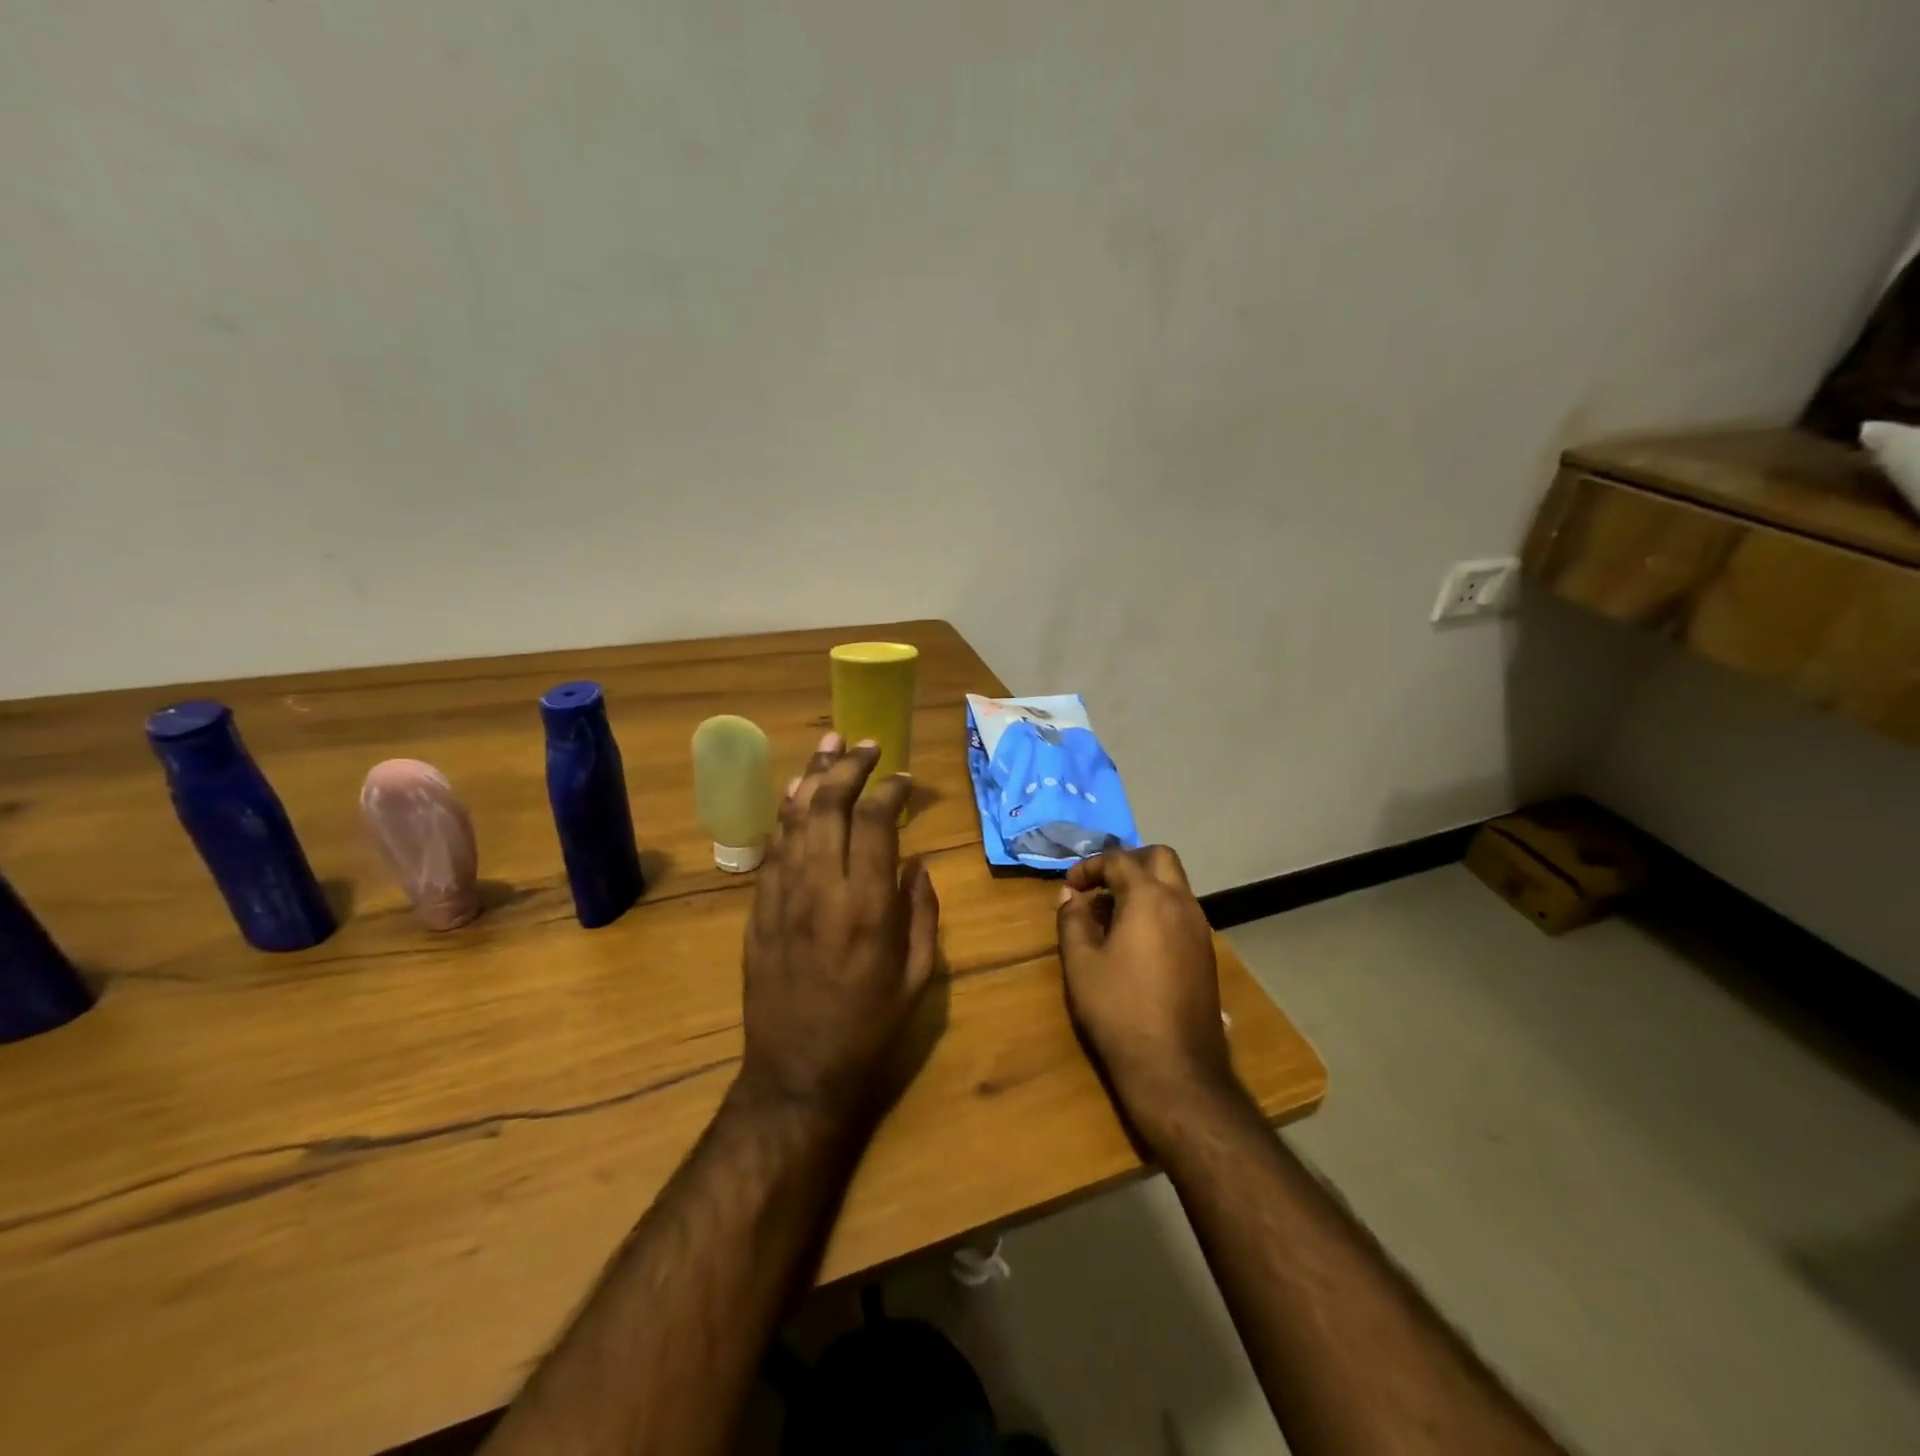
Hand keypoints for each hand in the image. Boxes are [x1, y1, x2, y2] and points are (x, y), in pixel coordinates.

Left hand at [734, 734, 940, 1134]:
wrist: (797, 1074)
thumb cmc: (870, 1030)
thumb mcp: (918, 977)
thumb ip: (921, 912)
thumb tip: (916, 863)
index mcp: (867, 906)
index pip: (875, 823)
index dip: (890, 791)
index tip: (905, 778)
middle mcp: (821, 889)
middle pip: (829, 806)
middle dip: (848, 766)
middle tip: (866, 744)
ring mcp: (782, 897)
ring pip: (794, 820)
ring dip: (811, 777)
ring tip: (827, 744)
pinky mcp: (758, 911)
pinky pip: (772, 849)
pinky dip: (786, 816)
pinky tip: (796, 795)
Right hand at [1056, 845, 1234, 1136]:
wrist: (1175, 1068)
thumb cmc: (1119, 1009)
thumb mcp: (1081, 963)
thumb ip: (1073, 920)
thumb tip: (1070, 896)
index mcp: (1149, 898)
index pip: (1118, 860)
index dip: (1089, 867)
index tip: (1069, 888)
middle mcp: (1181, 903)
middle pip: (1159, 858)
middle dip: (1127, 862)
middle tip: (1100, 885)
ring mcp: (1200, 928)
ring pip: (1175, 884)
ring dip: (1145, 886)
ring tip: (1112, 915)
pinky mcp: (1206, 953)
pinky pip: (1182, 911)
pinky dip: (1158, 909)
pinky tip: (1136, 942)